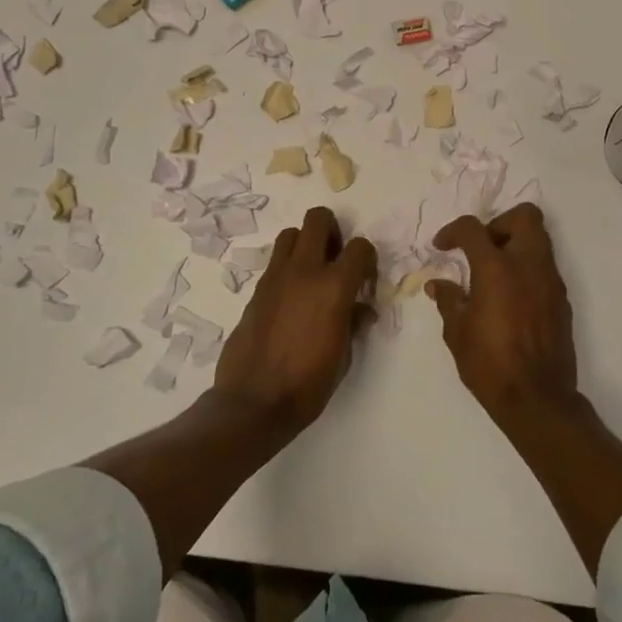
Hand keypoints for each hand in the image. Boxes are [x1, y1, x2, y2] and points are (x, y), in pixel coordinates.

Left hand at [214, 207, 376, 434]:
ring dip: (305, 244)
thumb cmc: (308, 384)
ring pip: (290, 234)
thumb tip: (360, 310)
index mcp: (334, 287)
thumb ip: (353, 323)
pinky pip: (275, 263)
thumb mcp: (344, 356)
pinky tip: (292, 298)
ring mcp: (275, 278)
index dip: (367, 259)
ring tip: (312, 272)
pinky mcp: (256, 290)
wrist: (254, 402)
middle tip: (336, 258)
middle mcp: (304, 272)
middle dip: (333, 231)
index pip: (360, 248)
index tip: (365, 279)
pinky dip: (287, 268)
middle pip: (318, 219)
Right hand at [427, 203, 578, 417]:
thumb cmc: (490, 364)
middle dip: (499, 223)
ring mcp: (550, 281)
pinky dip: (527, 269)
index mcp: (497, 268)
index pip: (474, 228)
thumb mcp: (457, 332)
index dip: (453, 231)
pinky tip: (510, 296)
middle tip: (481, 248)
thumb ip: (448, 299)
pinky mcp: (562, 299)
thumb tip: (438, 283)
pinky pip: (545, 267)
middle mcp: (528, 265)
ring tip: (493, 272)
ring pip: (539, 239)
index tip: (442, 246)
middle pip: (524, 216)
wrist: (537, 399)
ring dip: (515, 244)